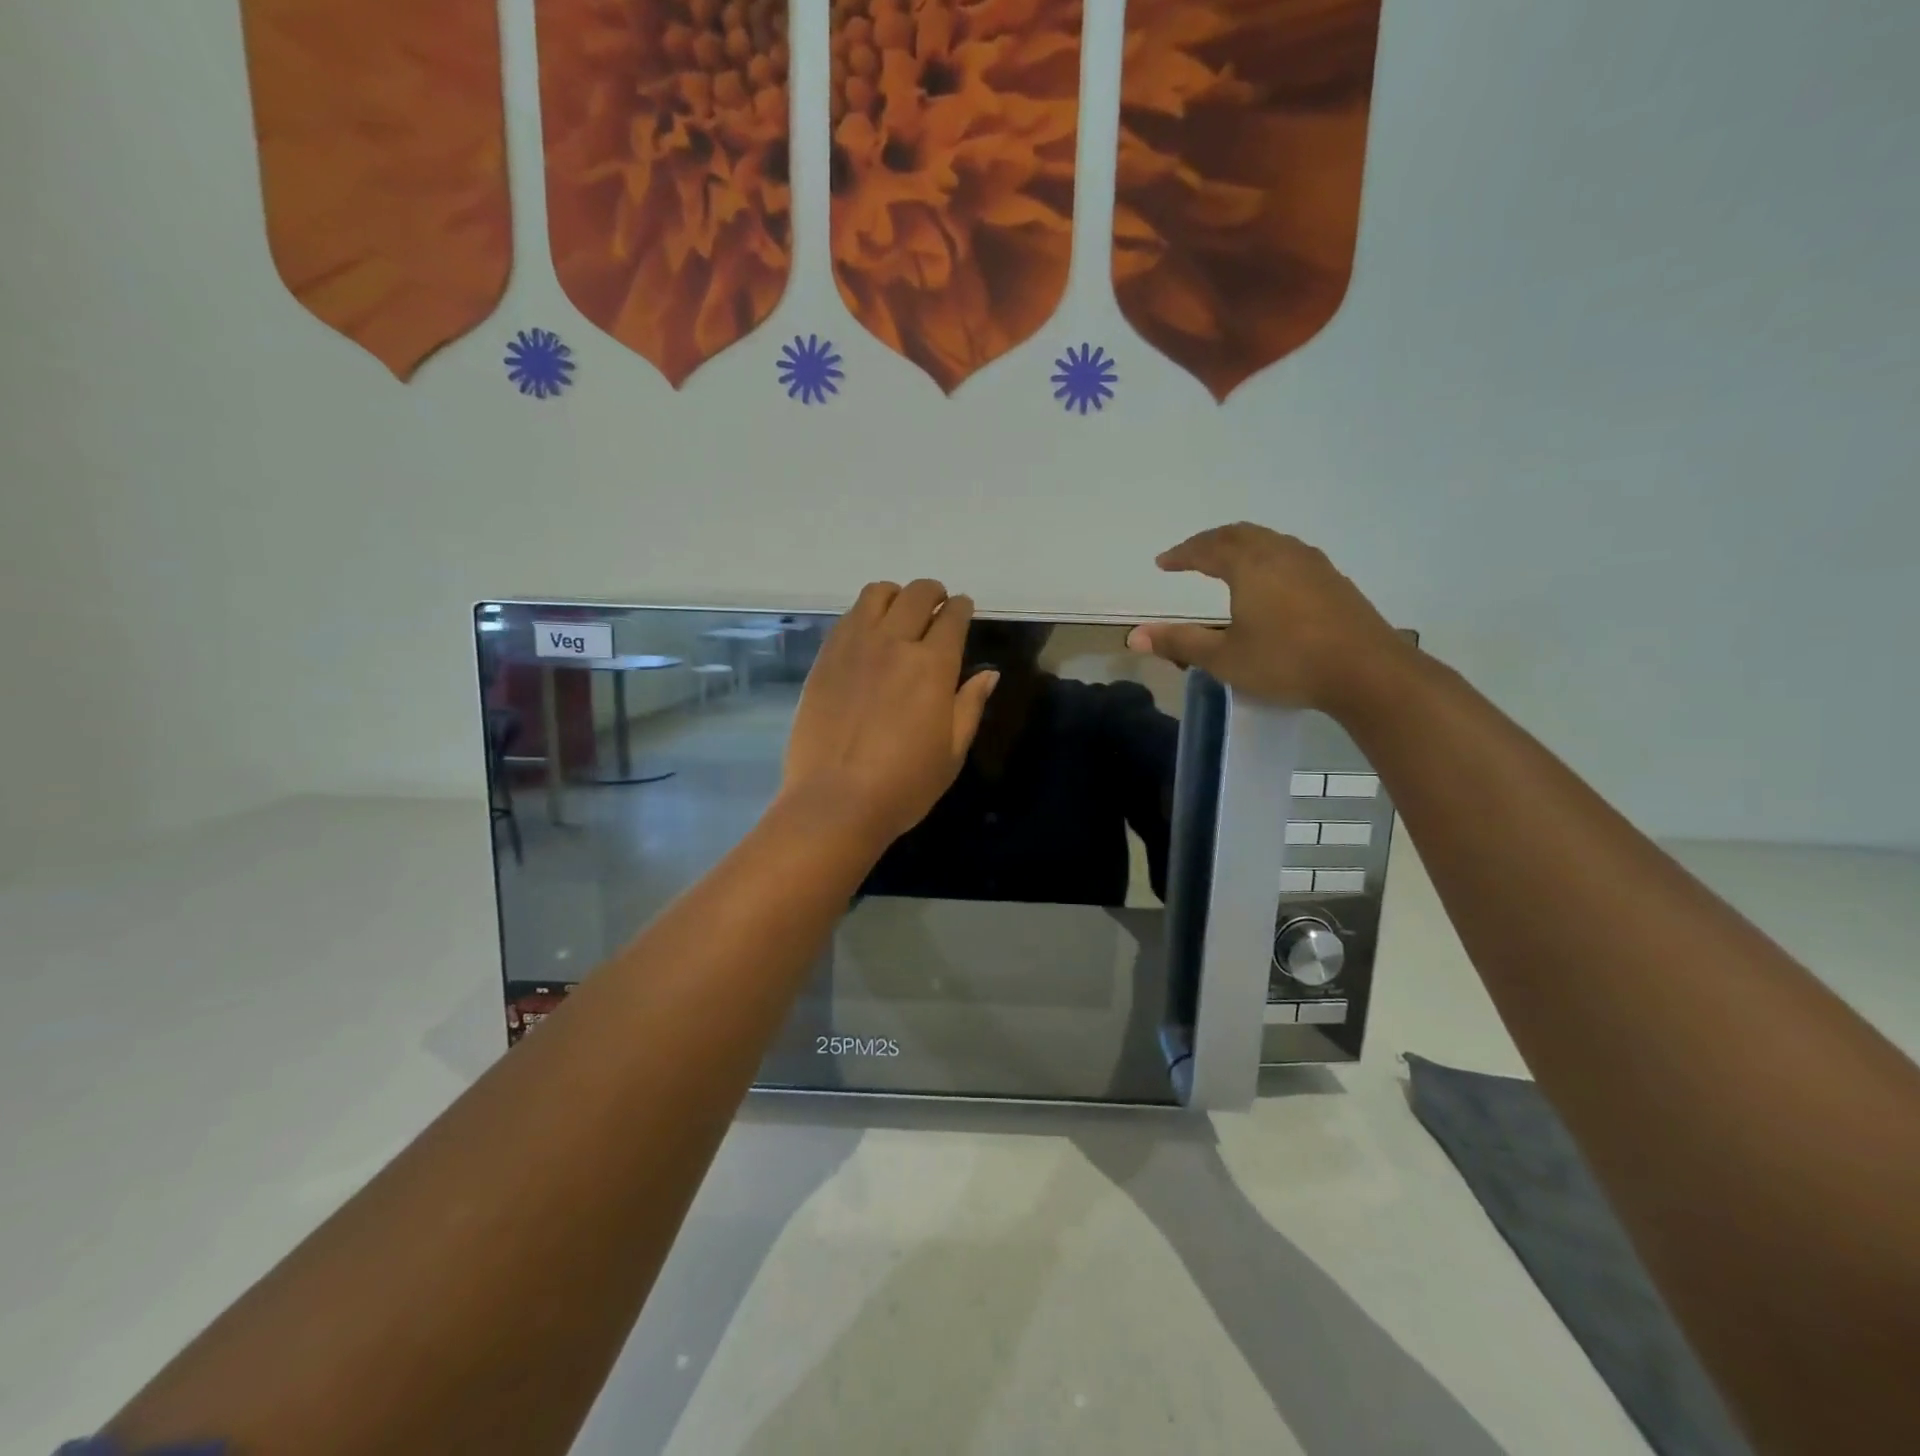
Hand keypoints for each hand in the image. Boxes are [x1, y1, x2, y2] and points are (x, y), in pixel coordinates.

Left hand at [781, 580, 998, 847]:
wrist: (835, 801)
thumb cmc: (904, 785)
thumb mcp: (952, 751)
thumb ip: (970, 705)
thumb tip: (989, 674)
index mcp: (932, 666)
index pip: (952, 617)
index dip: (961, 607)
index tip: (963, 609)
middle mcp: (893, 643)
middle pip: (916, 594)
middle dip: (932, 593)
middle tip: (936, 606)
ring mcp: (853, 647)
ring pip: (876, 595)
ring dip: (895, 596)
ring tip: (899, 613)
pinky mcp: (824, 659)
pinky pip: (847, 618)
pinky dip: (864, 614)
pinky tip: (867, 634)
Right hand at [1127, 523, 1413, 714]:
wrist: (1366, 672)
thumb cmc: (1286, 662)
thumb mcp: (1224, 658)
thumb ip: (1180, 642)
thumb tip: (1134, 635)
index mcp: (1250, 566)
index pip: (1208, 549)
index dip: (1182, 554)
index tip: (1163, 563)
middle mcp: (1281, 554)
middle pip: (1240, 534)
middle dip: (1210, 541)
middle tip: (1191, 554)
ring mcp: (1313, 564)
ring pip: (1269, 541)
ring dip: (1241, 545)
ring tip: (1226, 561)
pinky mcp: (1334, 581)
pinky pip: (1289, 554)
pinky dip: (1266, 556)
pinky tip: (1270, 579)